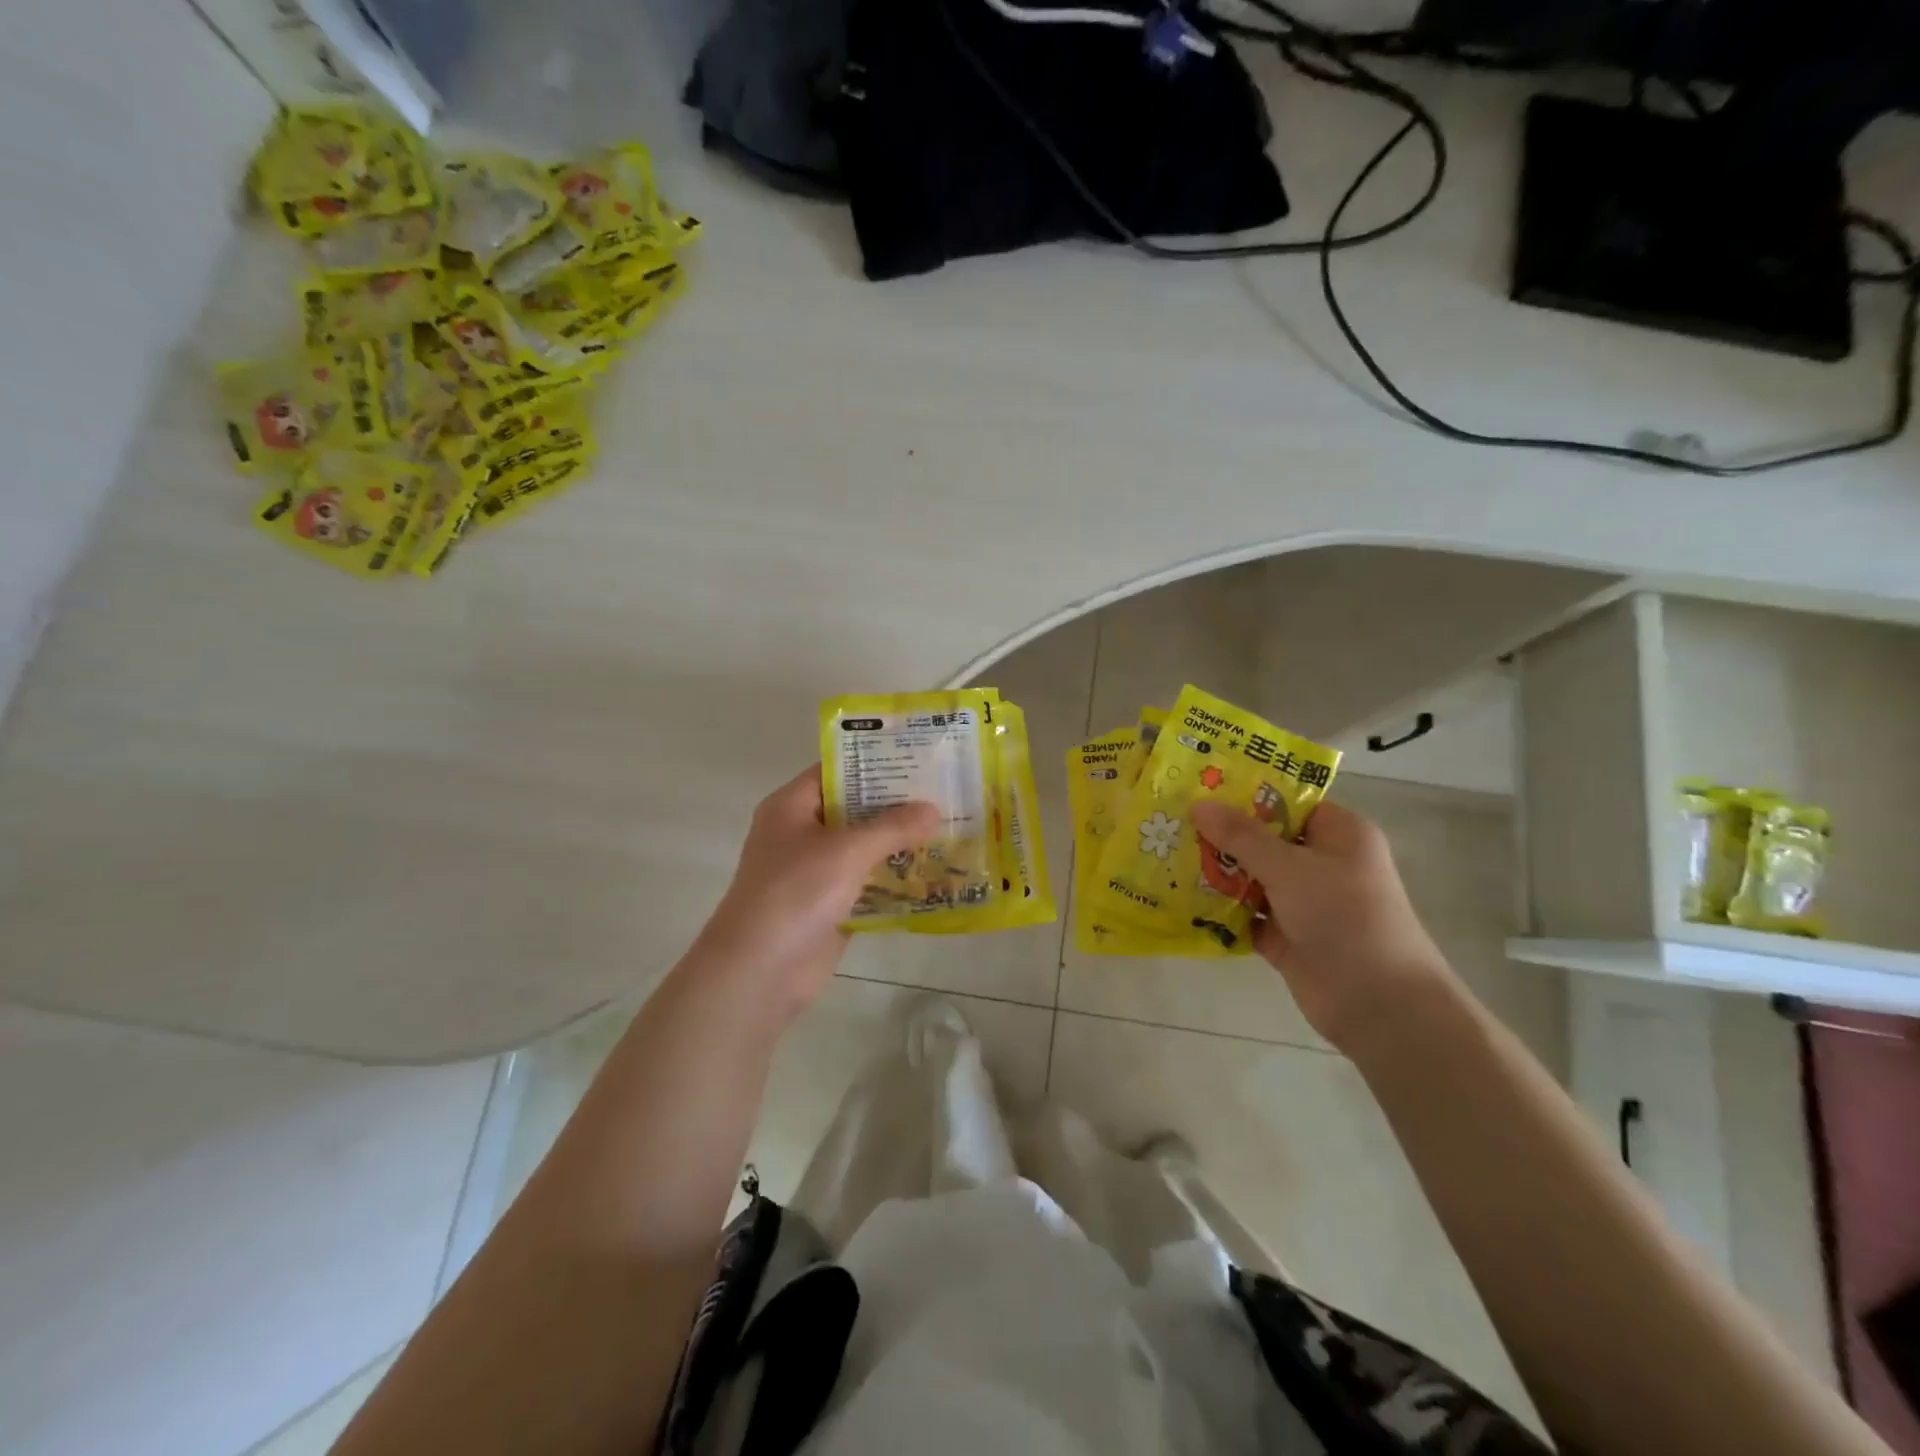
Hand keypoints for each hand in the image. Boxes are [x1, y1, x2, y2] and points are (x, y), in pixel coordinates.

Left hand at [692, 766, 940, 1020]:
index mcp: (791, 807)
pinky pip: (866, 883)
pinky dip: (893, 879)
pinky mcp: (829, 905)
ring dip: (899, 843)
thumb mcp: (847, 851)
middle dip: (896, 805)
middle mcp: (801, 833)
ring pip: (863, 848)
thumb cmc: (796, 893)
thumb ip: (892, 827)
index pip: (837, 771)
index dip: (875, 763)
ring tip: (947, 828)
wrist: (760, 971)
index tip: (919, 758)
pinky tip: (932, 873)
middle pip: (853, 809)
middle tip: (943, 793)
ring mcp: (814, 871)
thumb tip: (933, 809)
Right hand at [1189, 798, 1453, 1055]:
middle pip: (1263, 839)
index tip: (1198, 786)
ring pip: (1251, 877)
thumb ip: (1242, 836)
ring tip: (1165, 856)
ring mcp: (1303, 902)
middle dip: (1220, 834)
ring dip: (1215, 872)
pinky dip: (1219, 910)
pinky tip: (1179, 899)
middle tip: (1170, 821)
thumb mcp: (1290, 868)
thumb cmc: (1345, 917)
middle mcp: (1321, 864)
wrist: (1380, 1005)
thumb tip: (1199, 804)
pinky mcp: (1286, 937)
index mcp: (1338, 834)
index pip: (1287, 801)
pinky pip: (1245, 915)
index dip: (1245, 793)